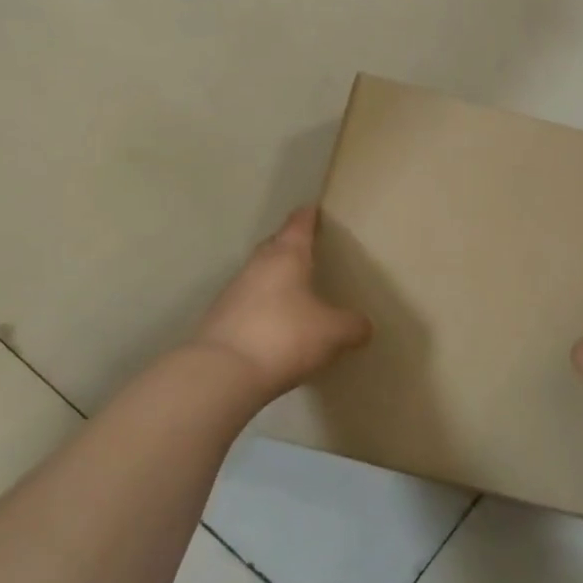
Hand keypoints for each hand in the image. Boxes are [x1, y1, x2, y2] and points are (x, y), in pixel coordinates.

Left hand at [191, 207, 371, 400]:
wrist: (222, 373)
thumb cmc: (285, 337)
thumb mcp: (332, 333)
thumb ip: (352, 326)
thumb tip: (364, 325)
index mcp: (287, 256)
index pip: (299, 224)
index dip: (309, 216)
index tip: (315, 209)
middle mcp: (257, 265)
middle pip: (275, 245)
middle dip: (290, 245)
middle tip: (309, 250)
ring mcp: (233, 291)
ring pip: (258, 274)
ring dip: (274, 278)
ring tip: (295, 290)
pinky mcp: (219, 318)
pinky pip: (247, 302)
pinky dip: (262, 306)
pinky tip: (274, 324)